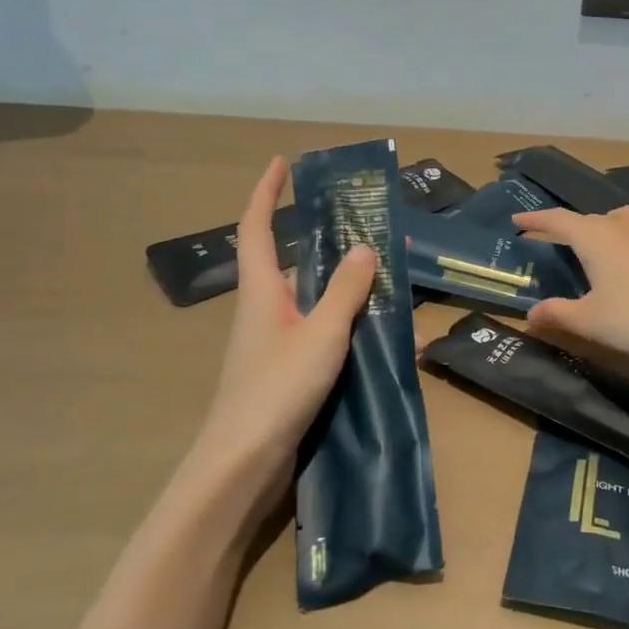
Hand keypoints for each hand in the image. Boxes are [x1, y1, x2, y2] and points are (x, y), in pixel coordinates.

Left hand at [183, 157, 376, 518]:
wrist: (243, 466)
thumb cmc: (276, 390)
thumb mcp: (320, 334)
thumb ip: (345, 290)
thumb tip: (366, 246)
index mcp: (262, 289)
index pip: (256, 226)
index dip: (266, 191)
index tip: (282, 163)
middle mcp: (266, 308)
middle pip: (291, 259)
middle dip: (323, 238)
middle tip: (365, 222)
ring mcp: (276, 340)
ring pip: (312, 296)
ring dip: (342, 281)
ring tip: (385, 270)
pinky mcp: (288, 368)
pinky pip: (321, 328)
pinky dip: (346, 319)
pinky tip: (379, 328)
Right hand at [511, 205, 628, 359]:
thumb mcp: (591, 321)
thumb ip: (559, 314)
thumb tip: (529, 315)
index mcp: (595, 237)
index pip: (558, 220)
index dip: (536, 221)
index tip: (518, 222)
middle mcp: (621, 225)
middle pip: (588, 219)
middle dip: (569, 228)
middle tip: (554, 241)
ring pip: (619, 221)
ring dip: (602, 230)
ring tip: (597, 248)